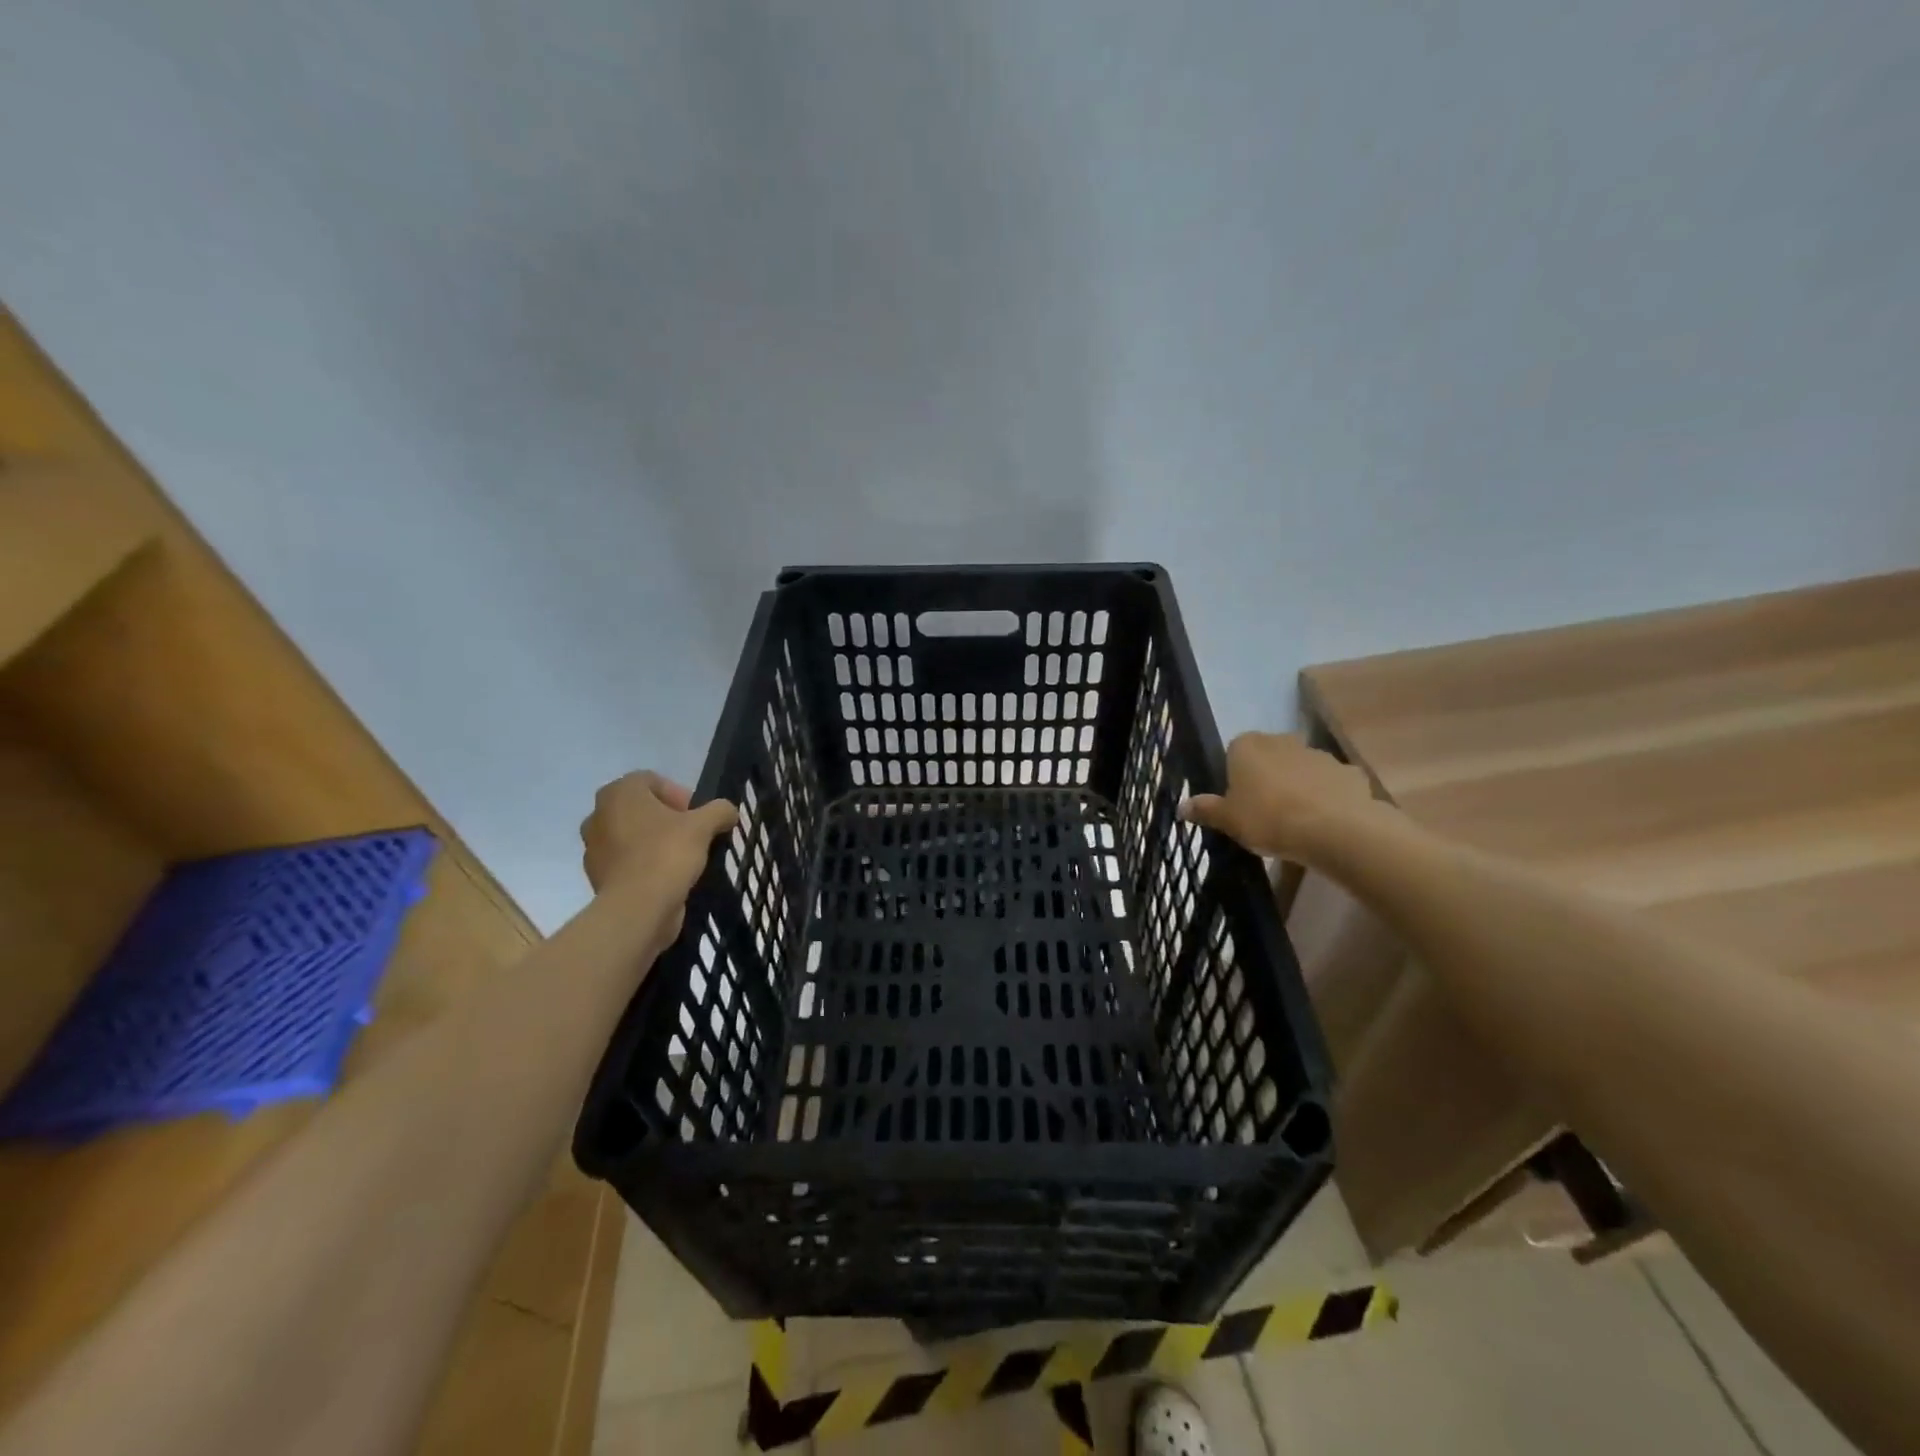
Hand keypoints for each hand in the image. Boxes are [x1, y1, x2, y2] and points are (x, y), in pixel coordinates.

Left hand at [580, 772, 736, 940]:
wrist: (637, 908)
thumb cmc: (667, 854)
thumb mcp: (704, 826)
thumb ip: (719, 811)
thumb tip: (728, 811)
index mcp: (619, 793)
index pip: (651, 781)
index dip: (678, 794)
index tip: (696, 815)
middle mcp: (598, 814)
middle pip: (640, 808)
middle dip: (666, 818)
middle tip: (690, 834)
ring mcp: (594, 847)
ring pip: (631, 835)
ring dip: (654, 841)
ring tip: (681, 857)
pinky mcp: (597, 876)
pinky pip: (626, 861)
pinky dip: (644, 864)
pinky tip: (666, 877)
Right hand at [1179, 732, 1383, 862]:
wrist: (1334, 830)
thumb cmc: (1268, 819)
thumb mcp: (1227, 820)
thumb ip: (1205, 810)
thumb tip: (1181, 806)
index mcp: (1247, 746)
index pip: (1234, 752)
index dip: (1235, 776)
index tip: (1237, 802)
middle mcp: (1282, 741)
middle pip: (1269, 757)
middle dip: (1267, 778)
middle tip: (1264, 812)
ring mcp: (1319, 754)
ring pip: (1301, 769)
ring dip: (1298, 787)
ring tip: (1296, 822)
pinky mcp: (1348, 772)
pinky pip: (1331, 784)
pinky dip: (1327, 797)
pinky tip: (1325, 822)